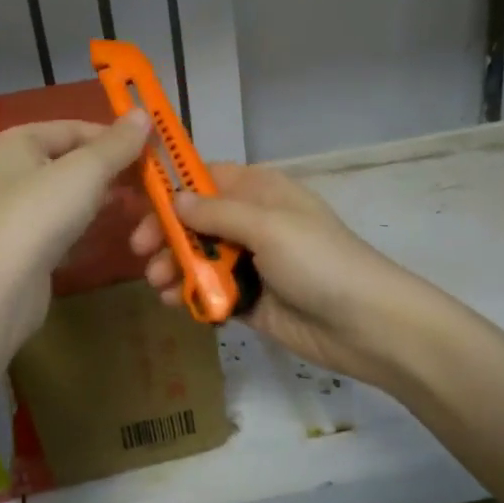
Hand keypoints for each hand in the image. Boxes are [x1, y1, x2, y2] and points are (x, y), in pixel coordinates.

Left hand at [0, 113, 151, 343]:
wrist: (0, 287)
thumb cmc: (40, 213)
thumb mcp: (86, 170)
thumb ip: (117, 143)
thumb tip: (144, 113)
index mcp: (20, 140)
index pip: (78, 128)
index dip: (117, 138)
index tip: (156, 153)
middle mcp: (15, 168)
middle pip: (76, 160)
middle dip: (115, 170)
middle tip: (155, 183)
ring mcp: (19, 208)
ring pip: (74, 193)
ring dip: (107, 197)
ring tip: (143, 205)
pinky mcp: (28, 243)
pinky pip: (67, 222)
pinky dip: (91, 221)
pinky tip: (115, 227)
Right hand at [130, 162, 435, 387]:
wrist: (366, 324)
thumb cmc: (318, 261)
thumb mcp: (268, 226)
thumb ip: (216, 213)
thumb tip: (173, 198)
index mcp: (260, 191)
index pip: (206, 178)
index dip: (172, 188)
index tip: (137, 202)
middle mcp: (252, 221)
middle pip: (195, 219)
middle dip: (166, 233)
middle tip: (140, 250)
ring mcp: (250, 261)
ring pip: (198, 256)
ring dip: (173, 265)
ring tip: (158, 283)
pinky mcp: (248, 298)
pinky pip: (210, 289)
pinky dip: (190, 292)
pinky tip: (174, 301)